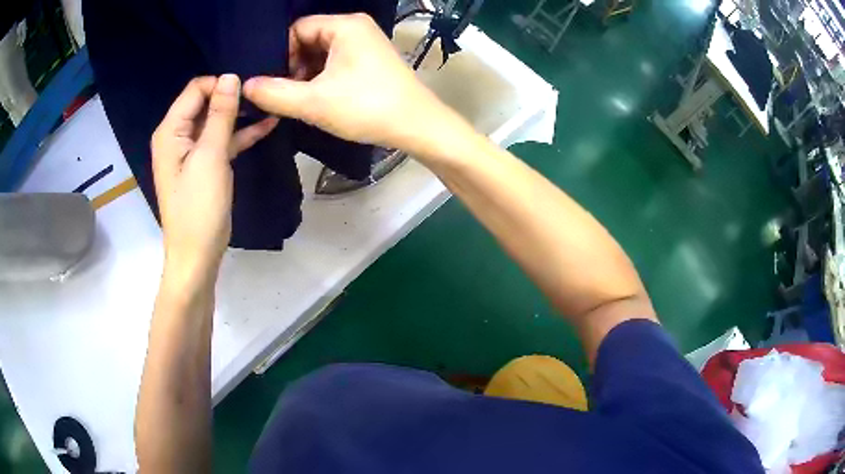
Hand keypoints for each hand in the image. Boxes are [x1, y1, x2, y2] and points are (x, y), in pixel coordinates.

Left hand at [151, 75, 277, 280]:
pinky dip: (240, 134)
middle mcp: (176, 136)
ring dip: (240, 115)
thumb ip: (220, 114)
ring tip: (270, 106)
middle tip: (264, 95)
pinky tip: (267, 126)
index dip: (221, 85)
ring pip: (216, 121)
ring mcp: (190, 151)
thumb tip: (231, 77)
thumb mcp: (211, 156)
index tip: (249, 90)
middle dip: (232, 97)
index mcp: (170, 130)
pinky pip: (221, 141)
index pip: (196, 89)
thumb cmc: (199, 207)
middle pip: (205, 103)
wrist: (197, 255)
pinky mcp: (203, 165)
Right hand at [242, 14, 464, 155]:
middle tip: (280, 93)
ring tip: (296, 99)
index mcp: (344, 25)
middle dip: (292, 66)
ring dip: (305, 75)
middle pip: (308, 40)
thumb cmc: (367, 108)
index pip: (297, 29)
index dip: (279, 54)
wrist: (417, 126)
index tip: (270, 81)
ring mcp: (365, 43)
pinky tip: (315, 99)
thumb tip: (245, 86)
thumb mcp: (314, 102)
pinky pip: (335, 62)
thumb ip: (275, 93)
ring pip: (321, 53)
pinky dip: (322, 78)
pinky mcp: (370, 60)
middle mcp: (356, 28)